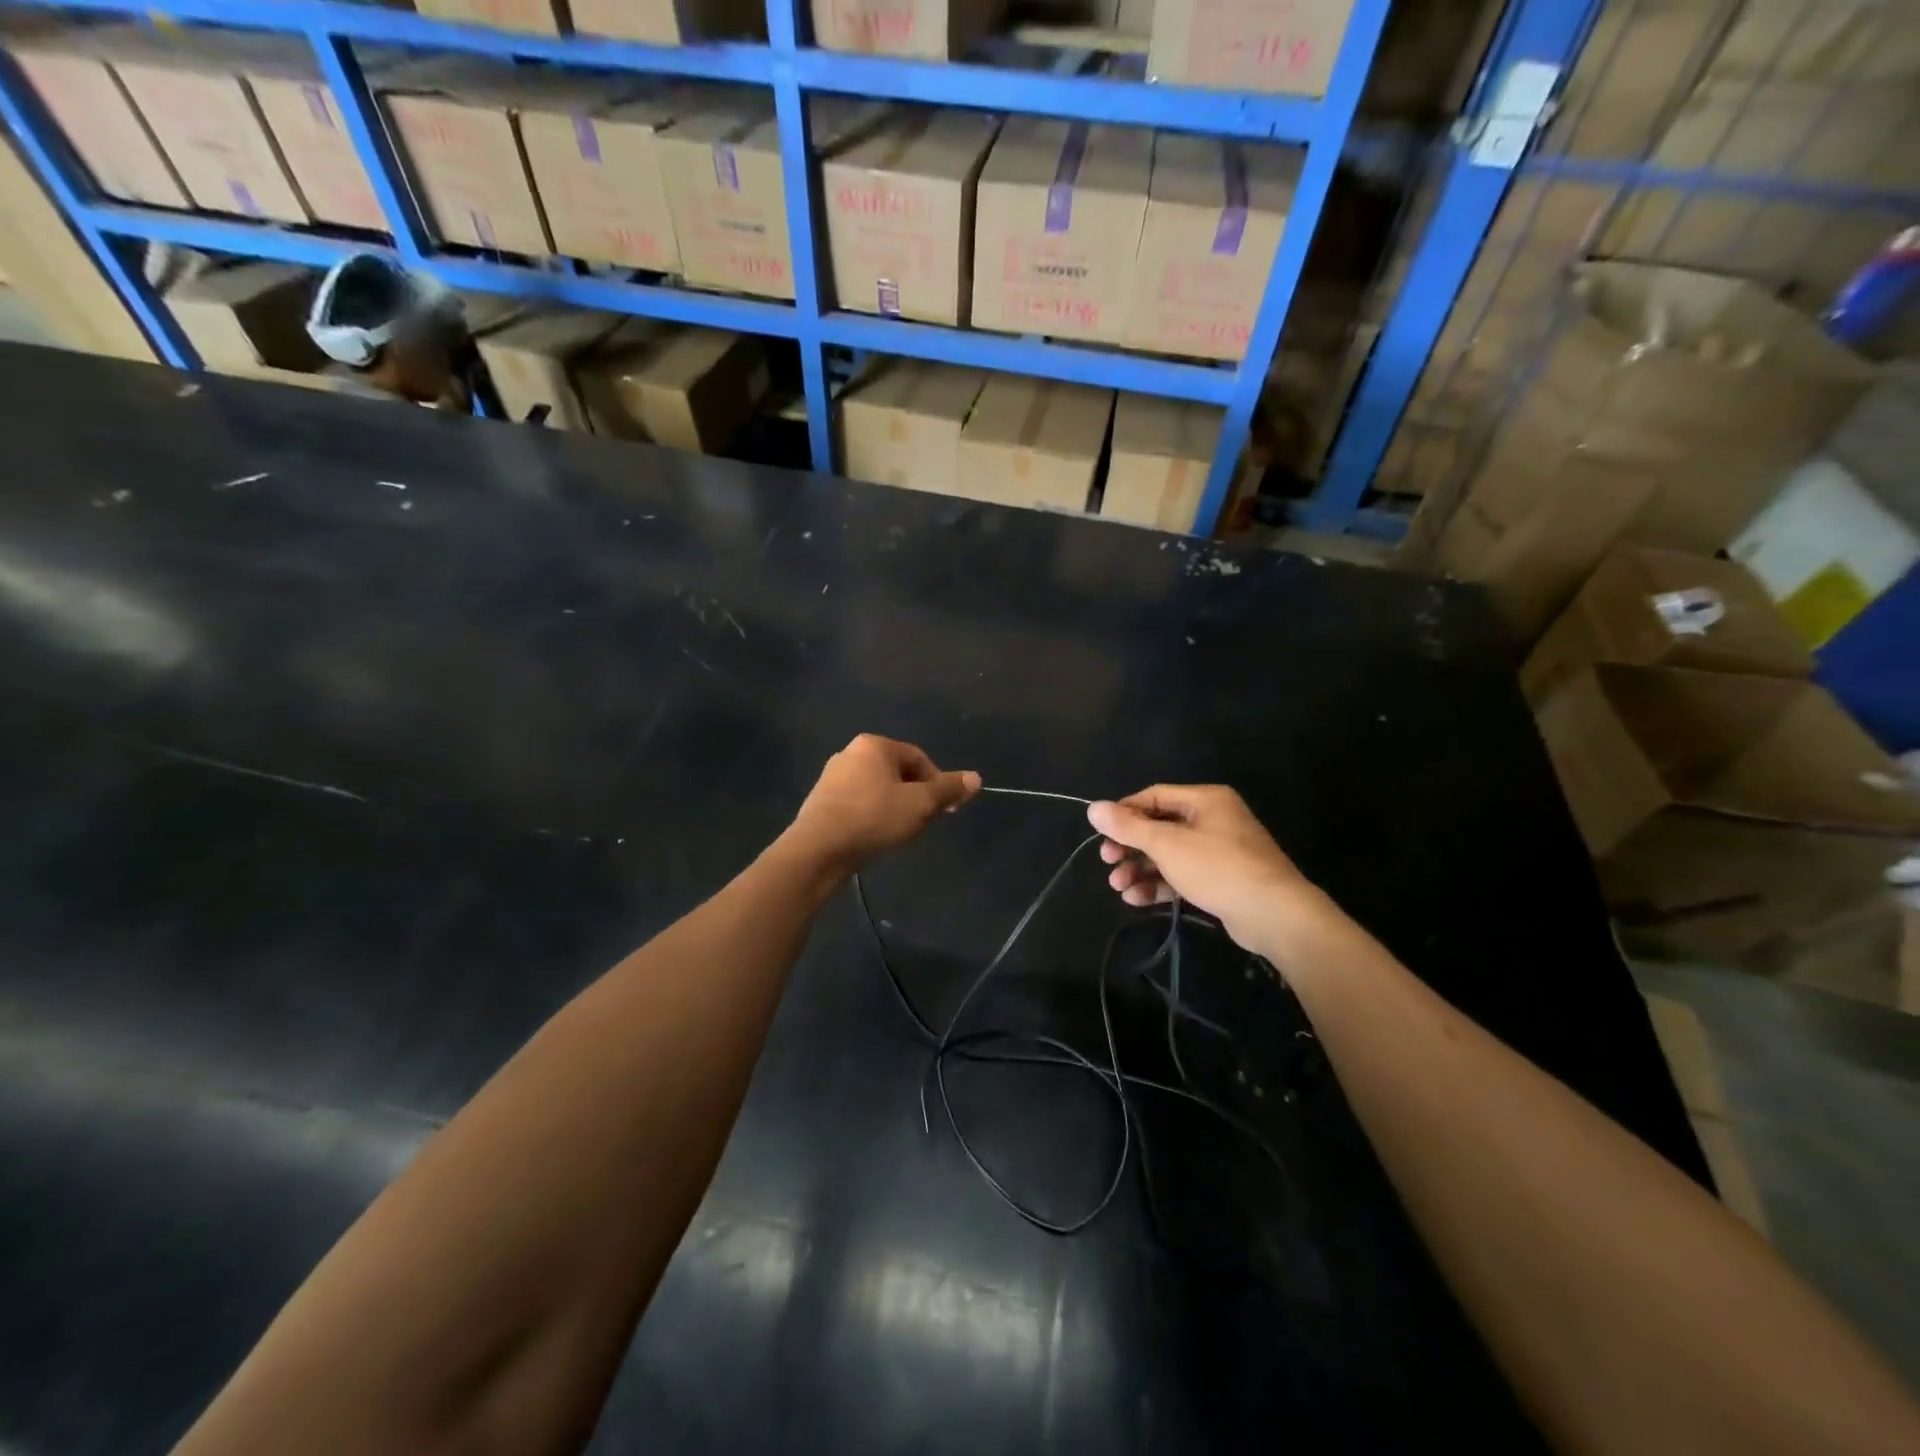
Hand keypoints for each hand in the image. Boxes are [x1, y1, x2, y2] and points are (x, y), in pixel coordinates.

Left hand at [785, 735, 980, 874]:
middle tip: (924, 824)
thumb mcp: (920, 804)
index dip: (938, 783)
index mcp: (875, 745)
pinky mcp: (821, 801)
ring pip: (878, 789)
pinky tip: (875, 837)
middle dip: (916, 797)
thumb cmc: (874, 818)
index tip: (945, 810)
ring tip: (900, 833)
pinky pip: (858, 803)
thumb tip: (976, 778)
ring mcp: (832, 777)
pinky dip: (873, 816)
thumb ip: (948, 789)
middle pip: (898, 773)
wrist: (818, 849)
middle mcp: (851, 753)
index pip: (920, 759)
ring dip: (895, 808)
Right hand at [1087, 785, 1315, 953]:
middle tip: (1107, 862)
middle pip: (1159, 827)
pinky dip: (1160, 885)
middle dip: (1130, 847)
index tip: (1101, 834)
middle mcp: (1213, 820)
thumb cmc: (1218, 868)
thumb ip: (1128, 826)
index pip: (1153, 796)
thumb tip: (1093, 807)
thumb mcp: (1167, 844)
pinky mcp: (1221, 880)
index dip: (1124, 813)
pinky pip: (1183, 876)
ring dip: (1140, 869)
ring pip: (1169, 855)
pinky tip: (1137, 899)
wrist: (1274, 915)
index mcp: (1205, 800)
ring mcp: (1219, 851)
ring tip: (1118, 887)